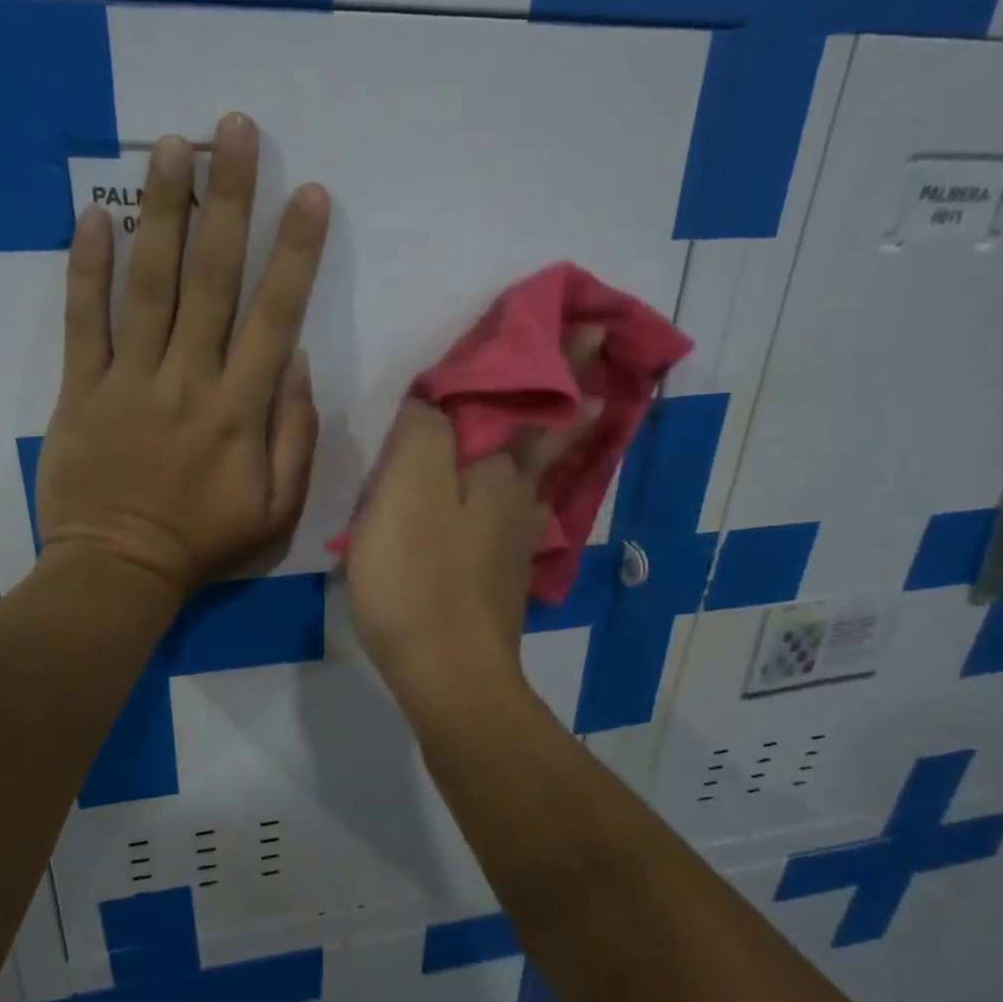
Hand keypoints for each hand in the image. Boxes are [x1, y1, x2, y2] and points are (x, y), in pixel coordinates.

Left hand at [34, 114, 330, 599]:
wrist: (117, 572)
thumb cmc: (204, 545)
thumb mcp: (278, 510)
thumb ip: (295, 436)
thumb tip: (296, 361)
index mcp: (240, 410)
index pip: (275, 316)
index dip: (296, 253)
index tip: (310, 194)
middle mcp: (188, 380)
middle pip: (213, 279)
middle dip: (230, 201)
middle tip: (234, 132)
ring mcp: (129, 381)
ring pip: (150, 285)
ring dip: (164, 212)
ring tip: (173, 147)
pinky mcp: (79, 390)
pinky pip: (83, 322)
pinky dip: (86, 269)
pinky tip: (93, 214)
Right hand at [347, 332, 602, 714]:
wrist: (448, 675)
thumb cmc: (419, 578)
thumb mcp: (403, 491)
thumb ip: (420, 434)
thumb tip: (435, 404)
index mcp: (496, 469)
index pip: (529, 397)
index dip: (557, 358)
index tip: (592, 326)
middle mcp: (518, 499)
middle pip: (549, 436)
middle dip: (573, 396)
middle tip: (599, 368)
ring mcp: (514, 542)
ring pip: (540, 476)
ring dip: (560, 441)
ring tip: (580, 416)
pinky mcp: (501, 576)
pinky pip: (521, 512)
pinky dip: (531, 488)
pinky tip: (525, 497)